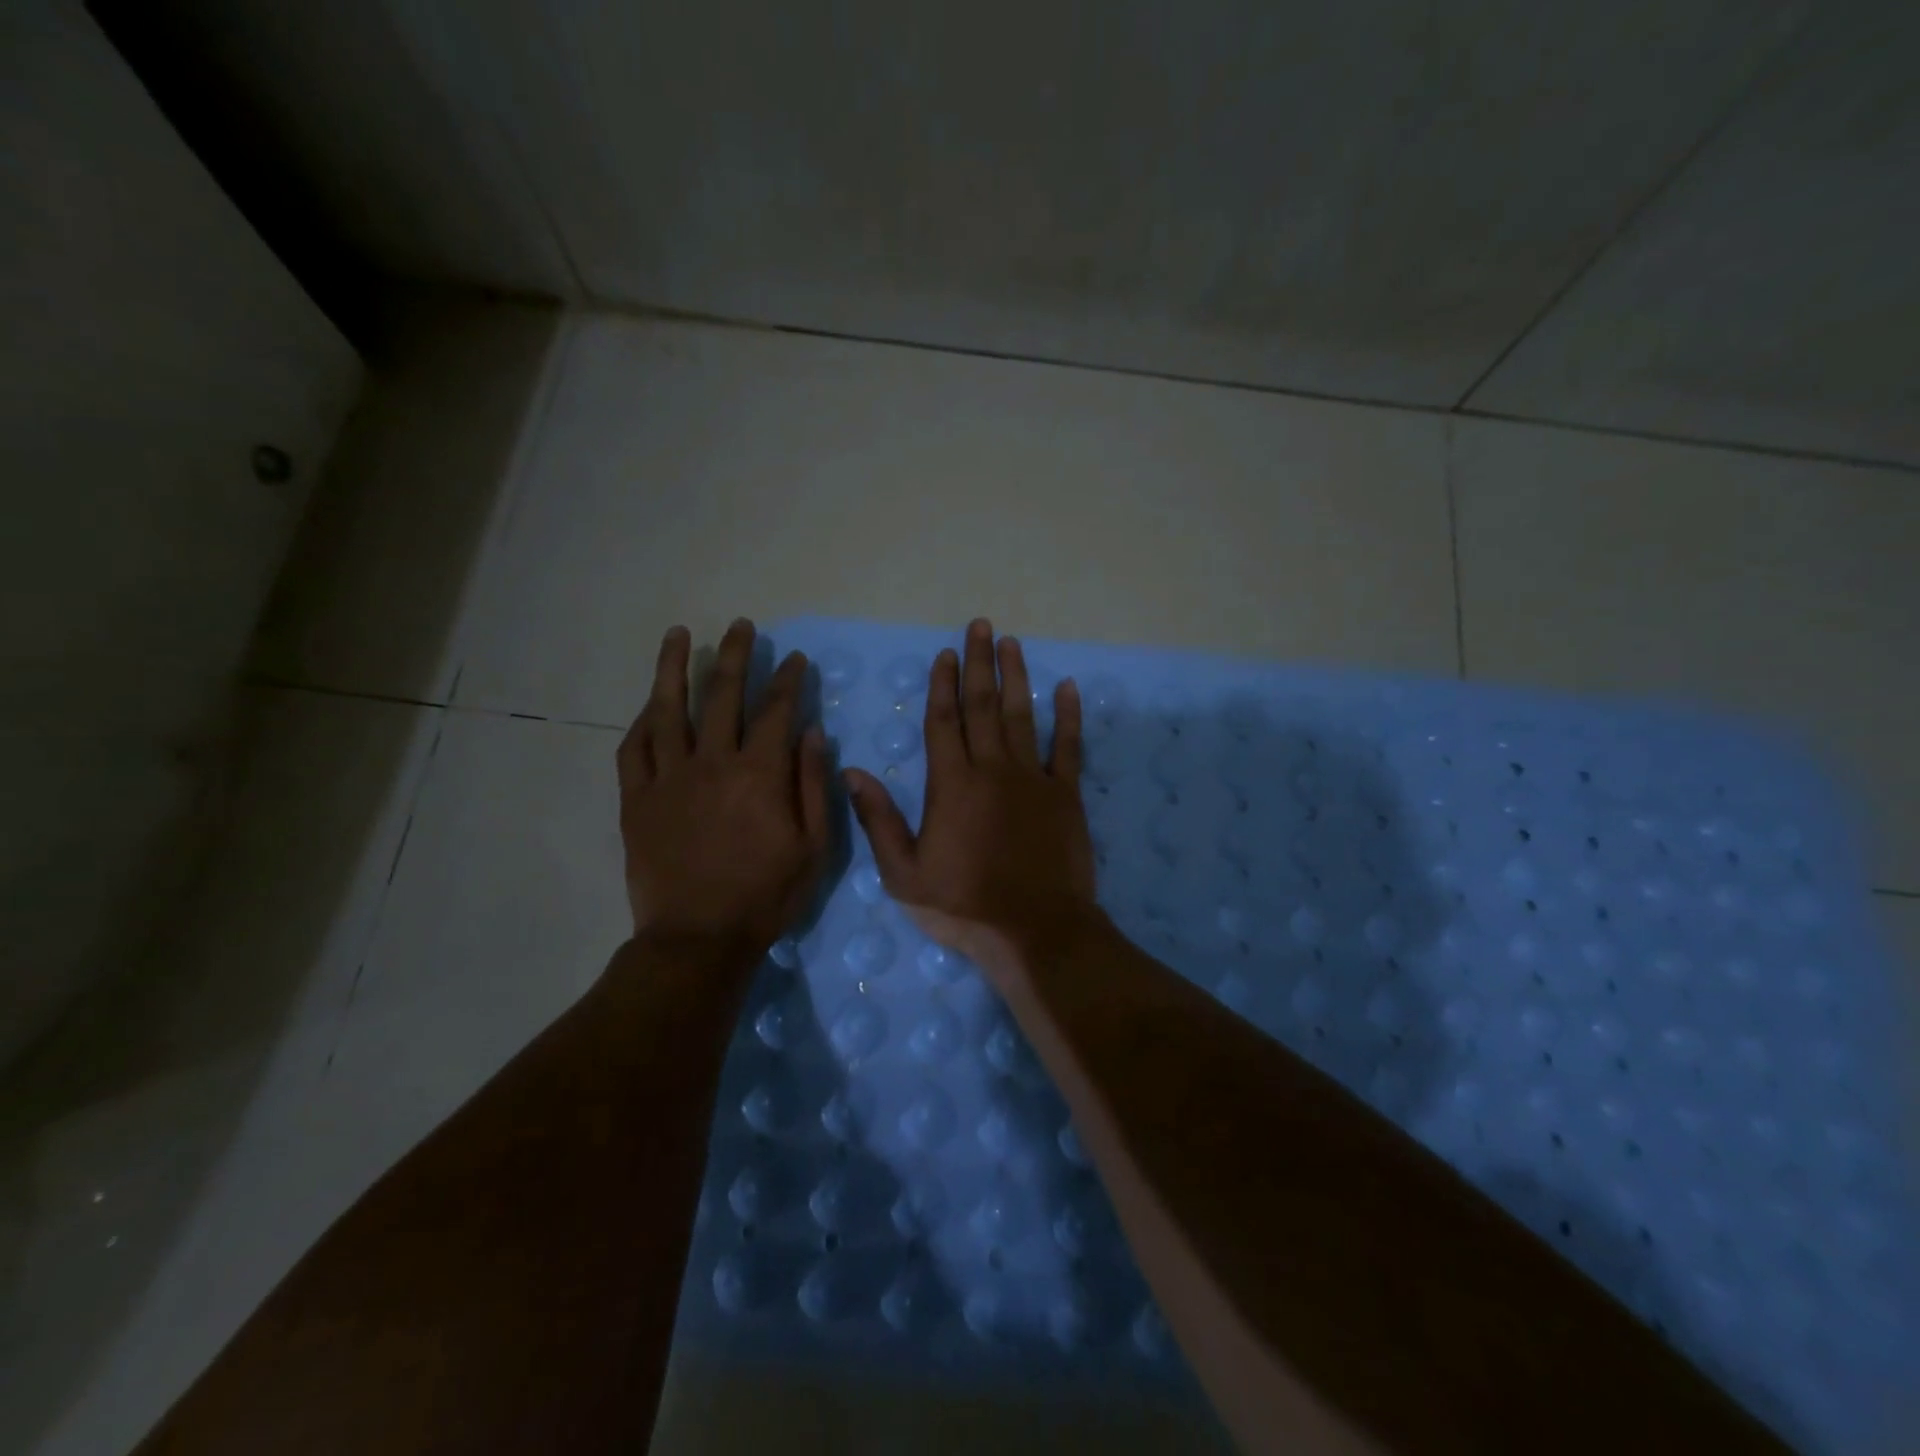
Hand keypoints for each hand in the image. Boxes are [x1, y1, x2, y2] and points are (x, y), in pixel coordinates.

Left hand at [617, 619, 830, 964]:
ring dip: (674, 668)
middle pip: (722, 695)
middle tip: (740, 625)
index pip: (776, 710)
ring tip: (679, 634)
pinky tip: (650, 705)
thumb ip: (813, 785)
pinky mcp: (636, 800)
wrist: (698, 939)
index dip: (788, 680)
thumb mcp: (814, 847)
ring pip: (668, 710)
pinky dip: (642, 722)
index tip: (795, 659)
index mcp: (759, 774)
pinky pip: (634, 749)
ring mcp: (668, 779)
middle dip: (735, 655)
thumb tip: (812, 732)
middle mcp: (712, 763)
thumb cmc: (766, 896)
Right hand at [846, 618, 1100, 986]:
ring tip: (1013, 643)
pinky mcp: (1065, 795)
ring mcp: (1032, 779)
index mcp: (951, 784)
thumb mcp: (904, 874)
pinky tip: (1068, 688)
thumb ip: (879, 820)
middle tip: (981, 626)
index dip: (942, 684)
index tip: (945, 653)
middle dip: (979, 663)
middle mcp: (992, 769)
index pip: (943, 721)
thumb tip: (852, 772)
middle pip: (983, 705)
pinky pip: (1068, 746)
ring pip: (1021, 715)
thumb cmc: (964, 905)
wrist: (1035, 931)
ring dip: (1017, 677)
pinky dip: (1068, 716)